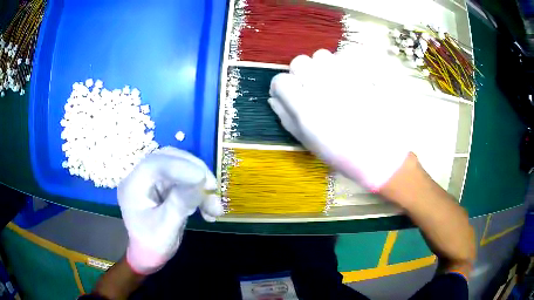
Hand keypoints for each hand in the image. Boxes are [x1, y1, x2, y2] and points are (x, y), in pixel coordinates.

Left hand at [118, 147, 222, 273]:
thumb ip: (180, 203)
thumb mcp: (166, 228)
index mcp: (133, 186)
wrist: (149, 255)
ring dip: (200, 184)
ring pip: (180, 168)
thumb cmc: (152, 245)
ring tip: (215, 207)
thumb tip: (200, 180)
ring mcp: (153, 180)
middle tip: (213, 187)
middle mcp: (141, 177)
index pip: (155, 164)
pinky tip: (209, 210)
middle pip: (169, 159)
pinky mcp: (164, 186)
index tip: (203, 178)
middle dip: (194, 171)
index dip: (180, 167)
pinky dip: (199, 193)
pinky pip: (184, 180)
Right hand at [269, 49, 410, 190]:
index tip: (286, 93)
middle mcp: (322, 87)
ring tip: (328, 81)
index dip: (280, 86)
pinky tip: (345, 79)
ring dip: (320, 66)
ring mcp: (344, 78)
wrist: (378, 153)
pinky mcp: (361, 76)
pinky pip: (344, 57)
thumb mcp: (307, 142)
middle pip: (299, 62)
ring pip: (321, 55)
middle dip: (299, 73)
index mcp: (305, 108)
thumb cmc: (341, 154)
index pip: (281, 81)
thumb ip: (286, 117)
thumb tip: (274, 98)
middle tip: (309, 87)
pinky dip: (340, 64)